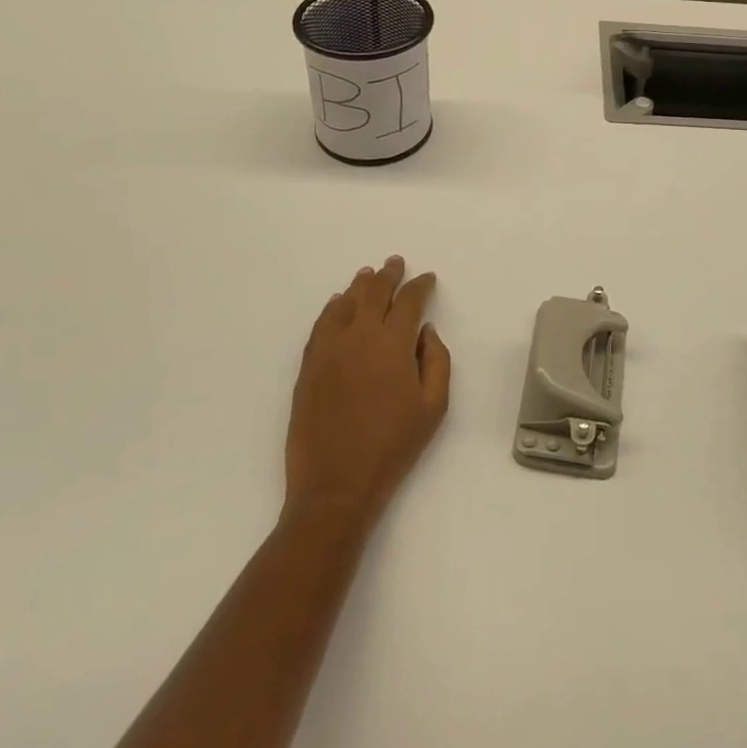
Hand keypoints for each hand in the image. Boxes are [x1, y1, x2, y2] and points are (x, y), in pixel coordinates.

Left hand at [285, 257, 450, 526]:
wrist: (336, 485)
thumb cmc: (393, 446)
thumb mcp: (434, 407)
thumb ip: (437, 360)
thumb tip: (426, 331)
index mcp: (393, 343)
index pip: (408, 301)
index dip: (420, 286)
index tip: (428, 279)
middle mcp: (359, 335)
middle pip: (374, 293)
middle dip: (388, 275)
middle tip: (395, 263)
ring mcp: (329, 349)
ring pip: (345, 303)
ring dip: (359, 286)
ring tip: (368, 275)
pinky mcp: (309, 366)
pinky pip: (321, 324)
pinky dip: (332, 308)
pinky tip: (337, 303)